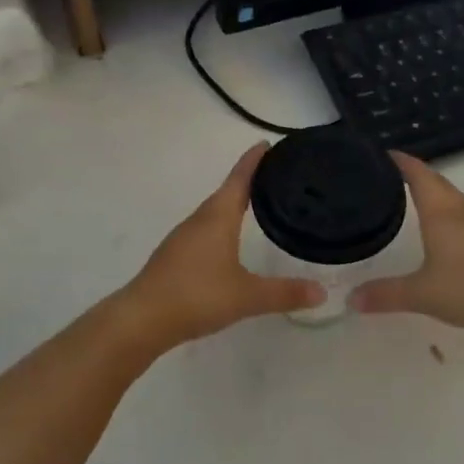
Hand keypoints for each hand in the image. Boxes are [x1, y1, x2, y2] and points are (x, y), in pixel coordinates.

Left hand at [119, 143, 325, 350]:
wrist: (141, 319)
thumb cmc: (197, 296)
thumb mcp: (247, 296)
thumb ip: (284, 293)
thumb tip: (322, 292)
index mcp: (217, 218)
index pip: (239, 180)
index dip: (253, 161)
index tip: (266, 144)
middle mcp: (199, 220)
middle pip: (225, 192)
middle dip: (247, 181)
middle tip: (272, 177)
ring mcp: (182, 238)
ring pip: (212, 213)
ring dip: (232, 204)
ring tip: (255, 205)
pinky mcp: (174, 257)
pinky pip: (203, 230)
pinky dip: (220, 226)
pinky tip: (228, 243)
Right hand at [351, 153, 463, 332]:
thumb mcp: (421, 294)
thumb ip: (386, 295)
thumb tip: (351, 299)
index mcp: (441, 213)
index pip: (419, 175)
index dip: (403, 162)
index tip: (385, 154)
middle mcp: (462, 211)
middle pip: (438, 183)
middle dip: (418, 175)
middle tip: (395, 176)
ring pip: (457, 199)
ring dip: (440, 193)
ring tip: (422, 199)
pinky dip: (454, 214)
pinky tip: (452, 231)